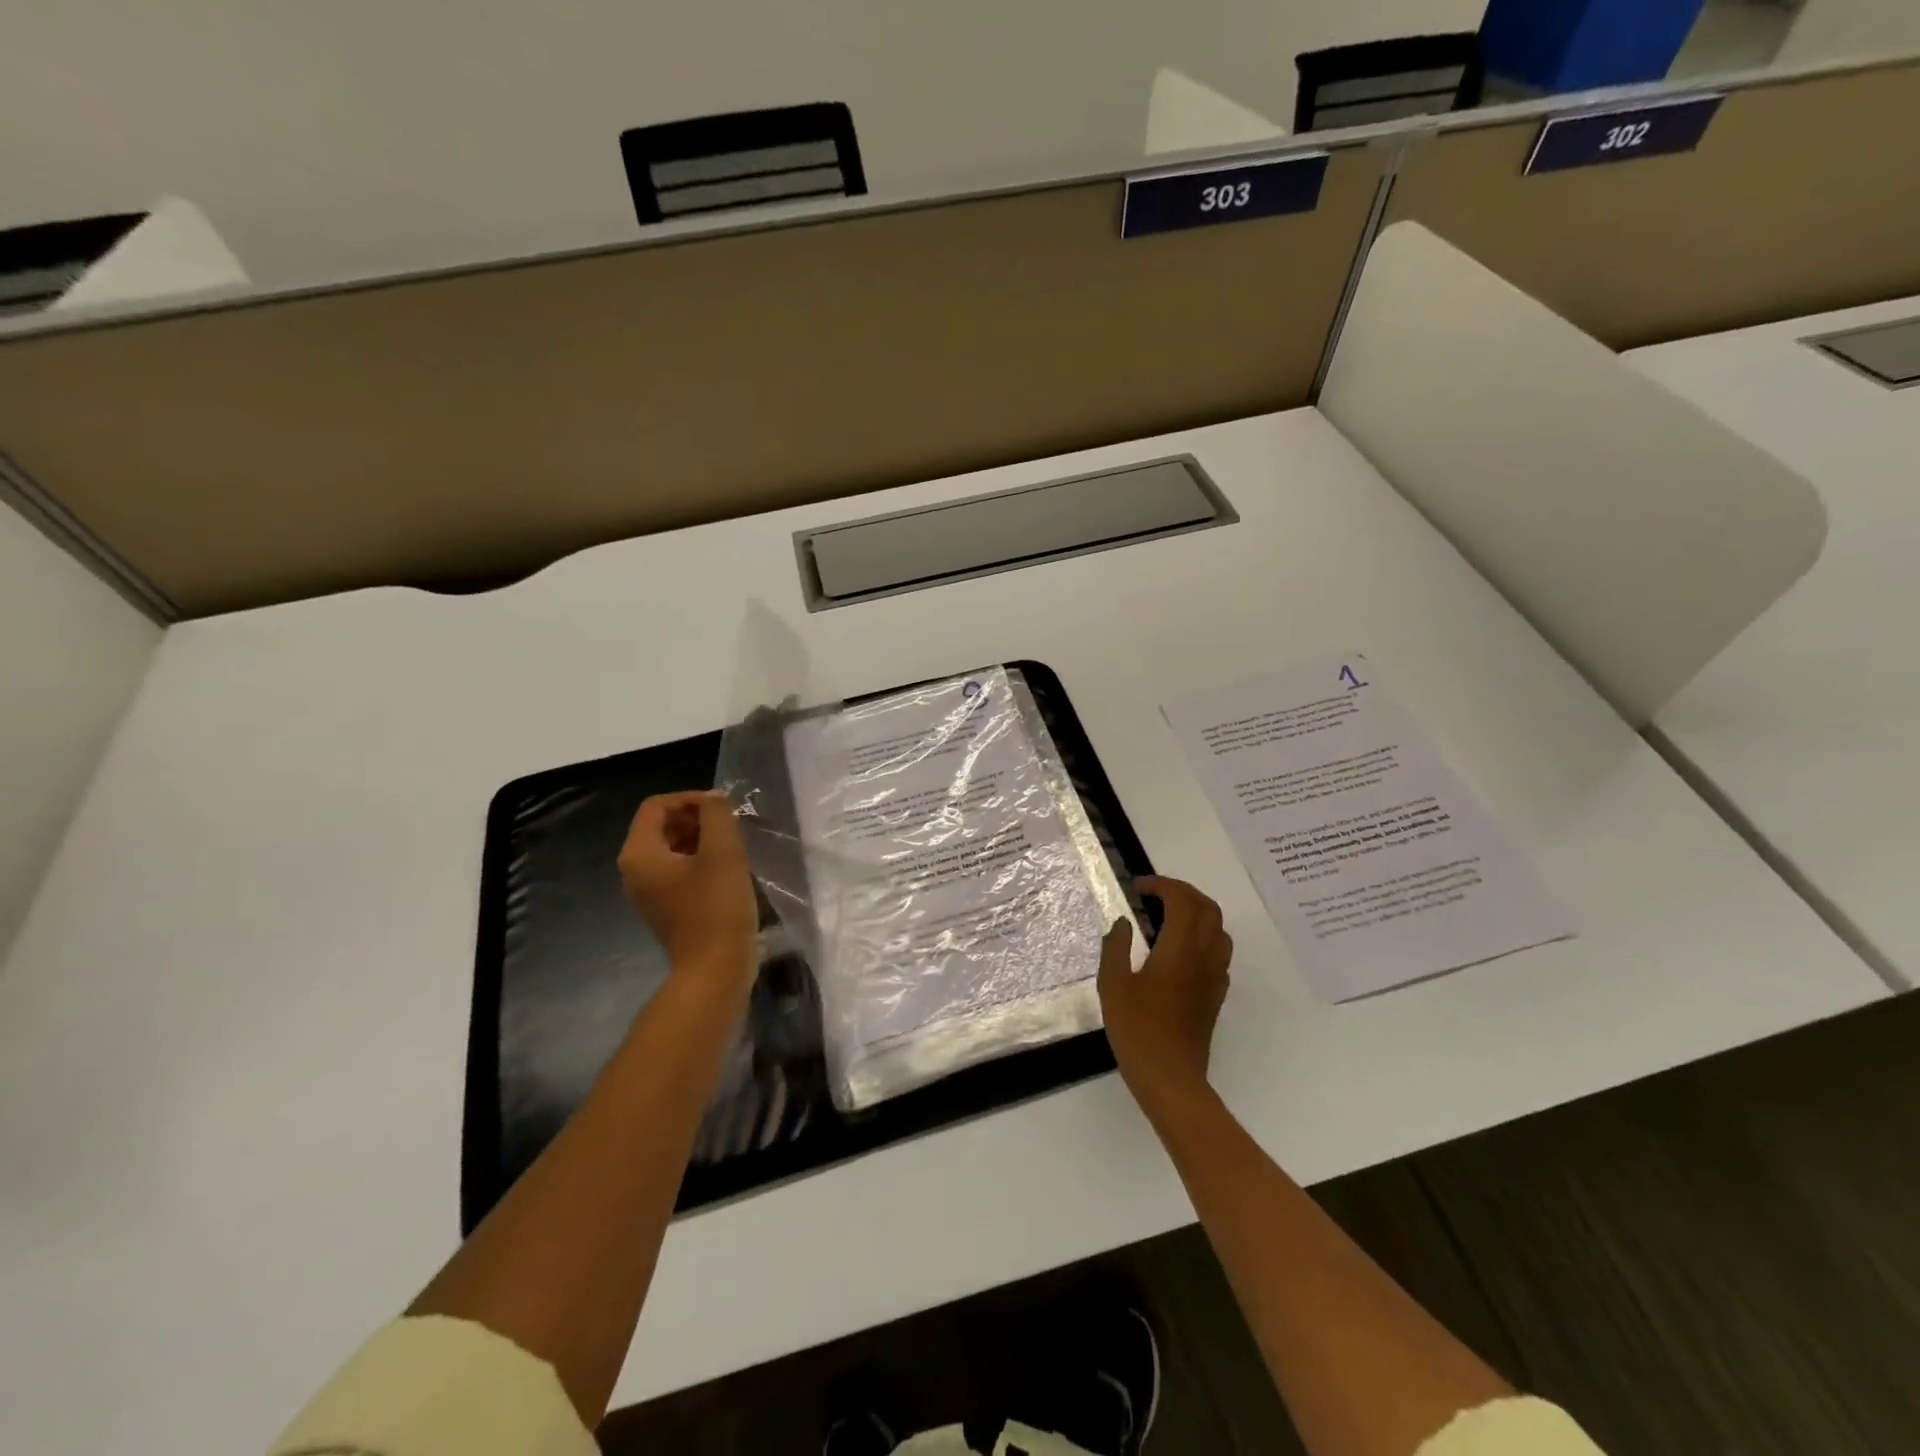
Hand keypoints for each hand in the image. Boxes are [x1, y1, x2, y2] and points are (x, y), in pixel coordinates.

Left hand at [618, 791, 758, 983]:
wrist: (715, 971)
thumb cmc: (716, 908)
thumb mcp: (722, 852)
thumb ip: (716, 815)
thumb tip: (713, 799)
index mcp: (639, 854)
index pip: (657, 806)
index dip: (690, 798)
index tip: (723, 809)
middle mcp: (634, 871)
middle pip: (661, 826)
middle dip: (696, 818)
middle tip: (730, 827)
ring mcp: (648, 892)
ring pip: (671, 848)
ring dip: (701, 839)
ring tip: (733, 847)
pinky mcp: (665, 907)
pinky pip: (677, 871)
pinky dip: (699, 861)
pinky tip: (727, 871)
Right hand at [1098, 877, 1231, 1107]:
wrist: (1171, 1079)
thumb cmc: (1138, 1029)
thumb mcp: (1113, 984)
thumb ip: (1116, 947)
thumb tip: (1123, 923)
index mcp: (1180, 948)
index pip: (1183, 899)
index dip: (1162, 885)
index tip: (1137, 888)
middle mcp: (1205, 956)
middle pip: (1208, 908)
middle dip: (1183, 893)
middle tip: (1154, 895)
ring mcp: (1215, 977)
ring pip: (1218, 929)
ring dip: (1197, 913)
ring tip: (1168, 918)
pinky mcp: (1216, 996)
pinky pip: (1218, 953)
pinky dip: (1202, 938)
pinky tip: (1178, 952)